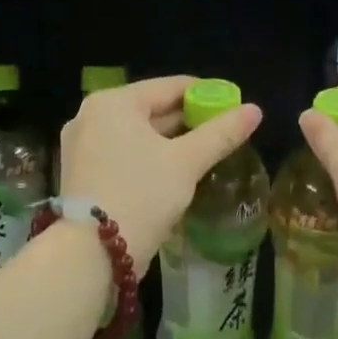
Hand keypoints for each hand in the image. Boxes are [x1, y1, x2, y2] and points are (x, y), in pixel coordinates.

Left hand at [59, 75, 262, 270]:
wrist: (91, 252)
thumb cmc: (141, 194)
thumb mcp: (187, 162)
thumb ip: (221, 133)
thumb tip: (255, 110)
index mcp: (114, 102)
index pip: (170, 86)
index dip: (207, 94)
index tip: (235, 107)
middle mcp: (91, 116)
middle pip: (152, 109)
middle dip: (189, 120)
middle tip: (224, 132)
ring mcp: (82, 146)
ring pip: (138, 134)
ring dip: (171, 142)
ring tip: (205, 153)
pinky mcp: (82, 173)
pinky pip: (124, 153)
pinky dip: (149, 157)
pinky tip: (174, 172)